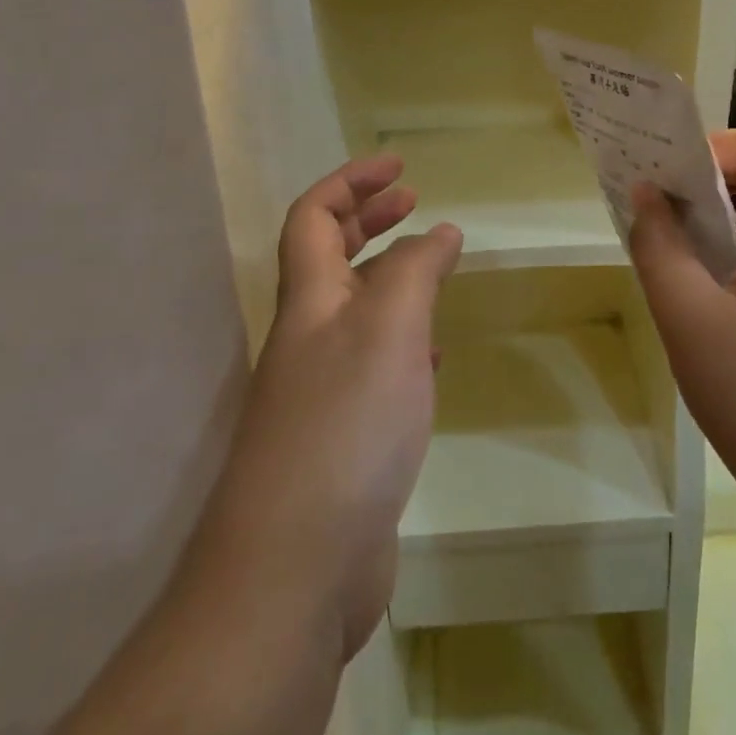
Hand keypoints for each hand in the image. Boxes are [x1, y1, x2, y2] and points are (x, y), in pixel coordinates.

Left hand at [189, 156, 460, 662]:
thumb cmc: (345, 426)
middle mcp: (308, 337)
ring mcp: (321, 389)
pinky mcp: (342, 437)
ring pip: (354, 311)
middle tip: (414, 201)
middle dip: (368, 219)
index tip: (399, 166)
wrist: (296, 568)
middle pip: (329, 257)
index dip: (351, 182)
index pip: (314, 217)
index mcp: (310, 301)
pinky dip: (403, 341)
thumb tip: (439, 231)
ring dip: (389, 277)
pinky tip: (431, 357)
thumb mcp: (390, 329)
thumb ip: (416, 271)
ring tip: (432, 267)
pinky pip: (373, 366)